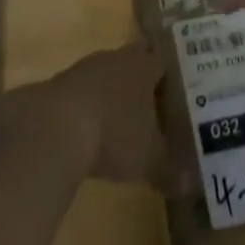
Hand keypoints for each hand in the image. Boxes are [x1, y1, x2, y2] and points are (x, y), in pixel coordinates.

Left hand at [14, 43, 170, 189]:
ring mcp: (83, 69)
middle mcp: (115, 58)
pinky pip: (80, 93)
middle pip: (133, 63)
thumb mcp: (148, 159)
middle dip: (141, 83)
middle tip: (152, 106)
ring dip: (111, 94)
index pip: (162, 61)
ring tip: (119, 120)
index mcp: (143, 66)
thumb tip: (192, 185)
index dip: (171, 75)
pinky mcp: (57, 85)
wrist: (51, 129)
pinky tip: (87, 131)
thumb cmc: (112, 135)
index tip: (178, 91)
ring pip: (105, 76)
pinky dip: (86, 107)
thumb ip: (171, 170)